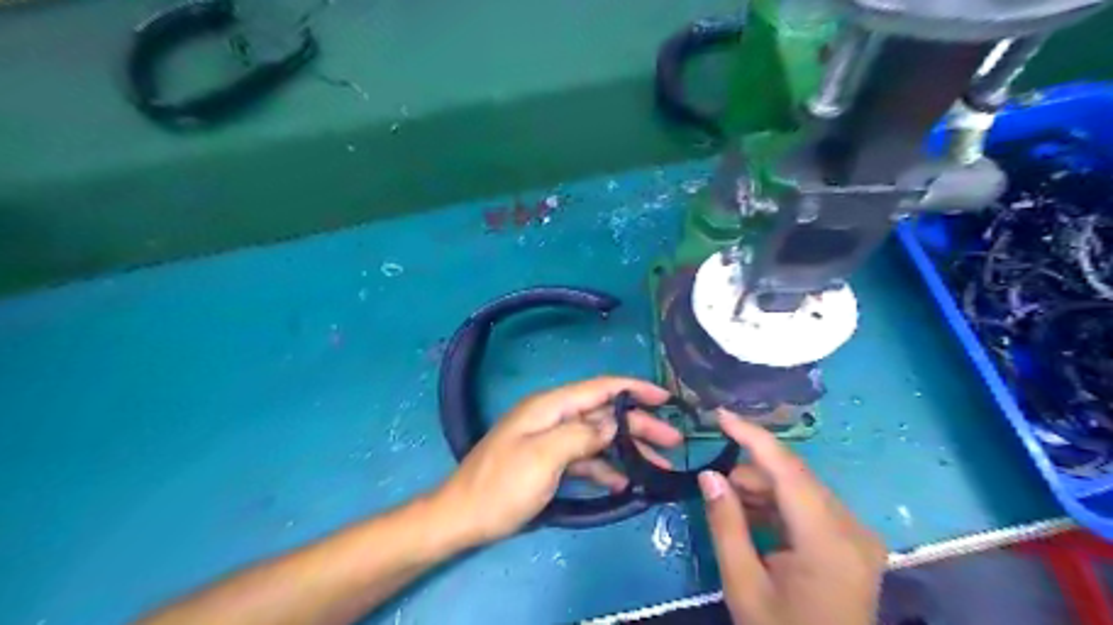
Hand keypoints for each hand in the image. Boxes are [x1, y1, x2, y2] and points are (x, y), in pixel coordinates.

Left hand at [431, 377, 678, 545]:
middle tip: (673, 441)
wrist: (462, 518)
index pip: (600, 388)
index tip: (666, 398)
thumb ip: (581, 434)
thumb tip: (613, 424)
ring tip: (659, 465)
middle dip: (639, 424)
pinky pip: (585, 460)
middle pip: (604, 415)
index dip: (634, 389)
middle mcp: (553, 417)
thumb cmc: (501, 485)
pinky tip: (626, 482)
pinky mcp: (550, 462)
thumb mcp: (543, 456)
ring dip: (628, 449)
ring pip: (599, 438)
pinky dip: (606, 468)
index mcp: (550, 407)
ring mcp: (551, 441)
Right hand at [697, 413, 884, 622]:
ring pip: (802, 490)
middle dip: (752, 472)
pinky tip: (754, 518)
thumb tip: (709, 474)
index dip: (752, 436)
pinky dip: (779, 506)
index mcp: (829, 540)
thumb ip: (726, 524)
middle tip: (716, 484)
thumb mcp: (744, 585)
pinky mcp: (854, 543)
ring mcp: (858, 536)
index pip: (788, 470)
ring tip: (731, 505)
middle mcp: (853, 529)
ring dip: (764, 489)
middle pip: (795, 478)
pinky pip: (811, 508)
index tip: (721, 415)